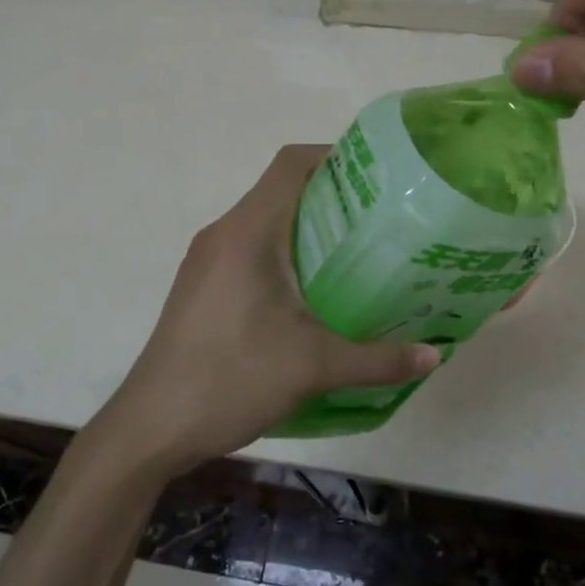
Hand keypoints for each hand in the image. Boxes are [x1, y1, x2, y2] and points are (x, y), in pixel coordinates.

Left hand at [94, 146, 437, 475]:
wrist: (149, 429)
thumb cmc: (230, 379)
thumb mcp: (313, 366)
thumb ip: (378, 359)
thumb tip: (435, 357)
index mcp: (247, 231)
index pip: (291, 164)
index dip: (336, 156)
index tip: (380, 177)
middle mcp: (224, 234)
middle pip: (282, 190)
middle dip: (333, 197)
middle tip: (384, 220)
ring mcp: (207, 261)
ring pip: (266, 222)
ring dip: (309, 228)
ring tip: (359, 254)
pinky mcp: (202, 287)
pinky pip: (251, 250)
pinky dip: (286, 254)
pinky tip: (316, 293)